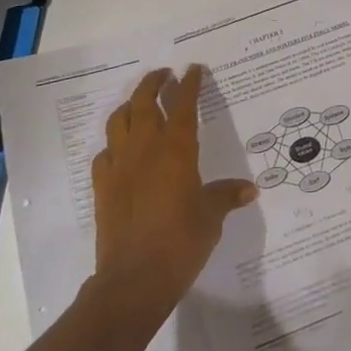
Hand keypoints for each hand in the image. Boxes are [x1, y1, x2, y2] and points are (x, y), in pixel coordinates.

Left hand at [91, 66, 255, 318]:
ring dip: (130, 106)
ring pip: (119, 121)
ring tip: (140, 103)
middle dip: (154, 83)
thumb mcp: (211, 217)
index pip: (183, 105)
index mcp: (177, 150)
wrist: (134, 280)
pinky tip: (121, 151)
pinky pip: (104, 154)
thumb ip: (226, 196)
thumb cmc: (181, 242)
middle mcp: (145, 149)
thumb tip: (249, 189)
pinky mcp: (102, 187)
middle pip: (144, 103)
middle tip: (164, 75)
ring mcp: (119, 167)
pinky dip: (114, 144)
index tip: (194, 69)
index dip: (189, 84)